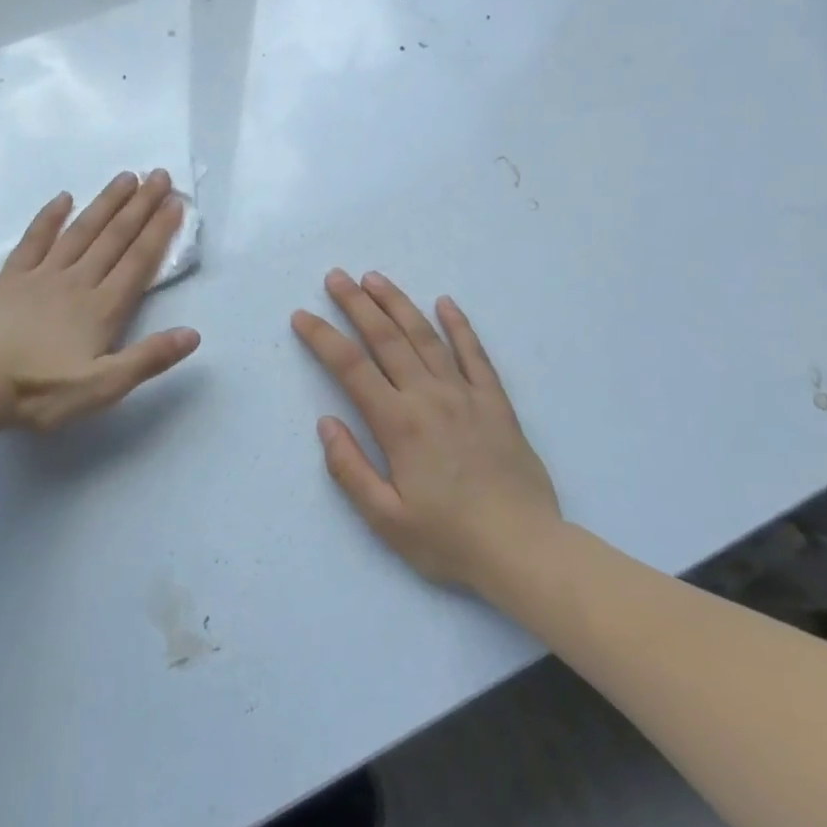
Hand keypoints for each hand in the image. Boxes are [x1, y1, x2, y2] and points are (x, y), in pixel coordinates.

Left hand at [0, 170, 200, 432]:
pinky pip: (34, 239)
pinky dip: (49, 217)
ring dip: (105, 202)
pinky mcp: (11, 278)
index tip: (175, 200)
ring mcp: (42, 275)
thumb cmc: (41, 390)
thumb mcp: (103, 387)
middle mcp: (77, 281)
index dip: (159, 230)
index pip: (138, 261)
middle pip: (114, 237)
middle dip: (140, 205)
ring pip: (81, 231)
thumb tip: (193, 334)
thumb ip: (148, 359)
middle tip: (159, 174)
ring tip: (125, 177)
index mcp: (102, 308)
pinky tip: (63, 198)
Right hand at [291, 270, 559, 589]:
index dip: (323, 337)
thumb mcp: (385, 518)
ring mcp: (465, 395)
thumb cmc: (449, 539)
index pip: (351, 367)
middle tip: (335, 276)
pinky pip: (476, 354)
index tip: (302, 315)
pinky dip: (460, 326)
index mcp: (398, 424)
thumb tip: (326, 423)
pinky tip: (446, 303)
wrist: (525, 550)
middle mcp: (429, 397)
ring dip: (398, 304)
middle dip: (356, 304)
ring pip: (426, 337)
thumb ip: (350, 468)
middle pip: (386, 338)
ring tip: (375, 278)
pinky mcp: (496, 403)